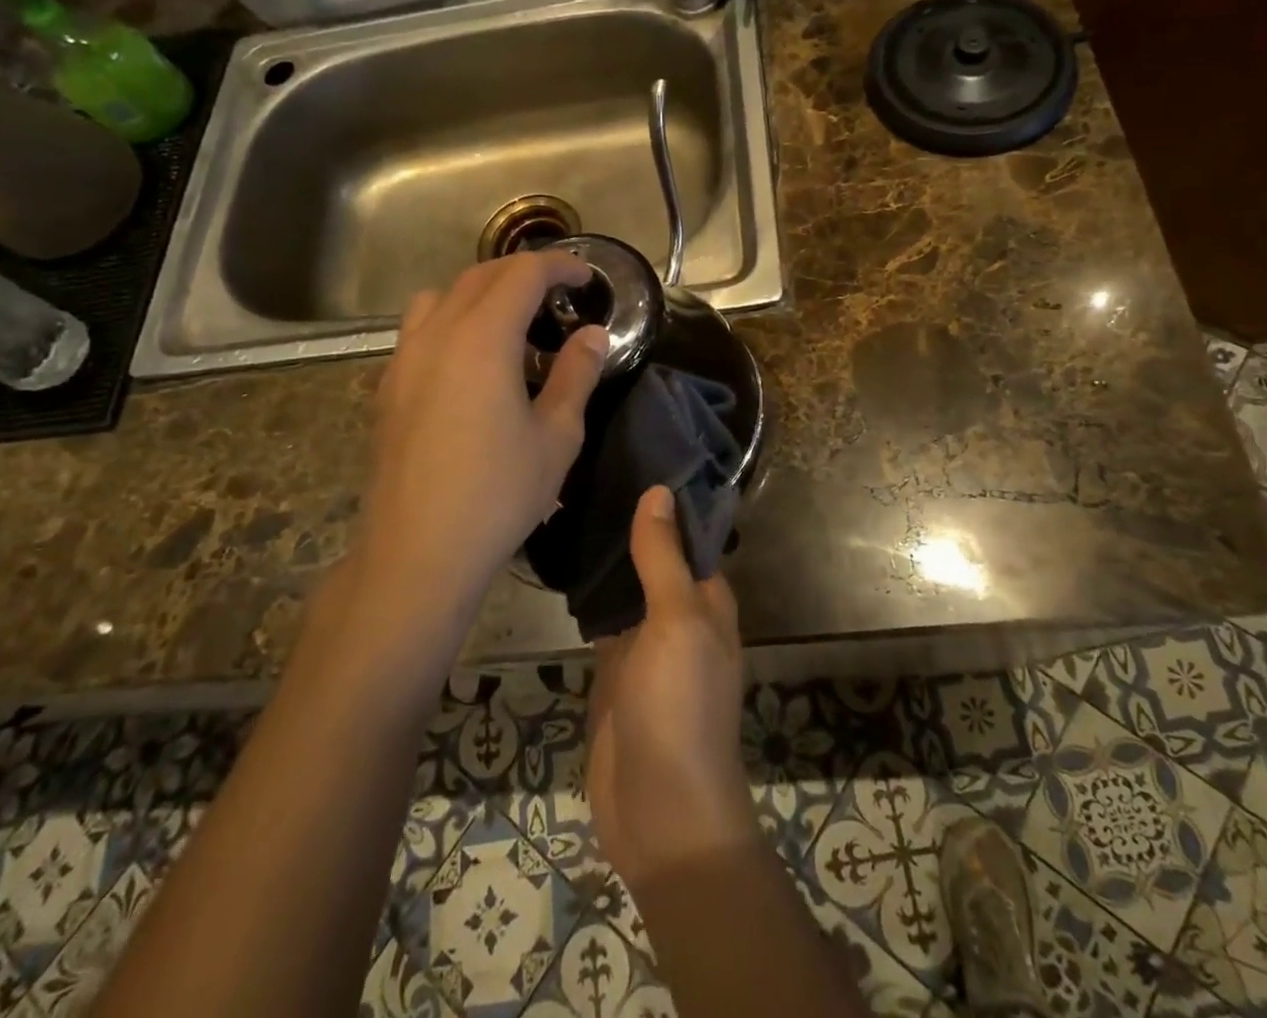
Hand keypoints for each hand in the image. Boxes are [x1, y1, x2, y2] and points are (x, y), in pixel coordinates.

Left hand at [359, 252, 607, 613]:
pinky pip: (419, 329)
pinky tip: (469, 361)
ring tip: (509, 320)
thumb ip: (577, 374)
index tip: (585, 276)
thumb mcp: (557, 435)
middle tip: (558, 292)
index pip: (522, 274)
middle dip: (522, 272)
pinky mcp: (388, 387)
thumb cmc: (499, 493)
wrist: (419, 551)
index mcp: (483, 339)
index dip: (558, 265)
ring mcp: (405, 360)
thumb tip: (592, 335)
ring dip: (480, 291)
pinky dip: (450, 320)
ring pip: (441, 296)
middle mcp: (438, 334)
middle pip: (480, 276)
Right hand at [588, 487, 759, 893]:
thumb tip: (660, 490)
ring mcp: (644, 643)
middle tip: (584, 471)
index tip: (629, 453)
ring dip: (605, 555)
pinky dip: (586, 595)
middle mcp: (679, 613)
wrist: (662, 813)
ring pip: (625, 585)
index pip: (687, 532)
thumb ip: (664, 558)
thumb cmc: (680, 707)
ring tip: (566, 503)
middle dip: (628, 521)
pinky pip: (601, 620)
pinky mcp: (613, 669)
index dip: (663, 497)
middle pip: (654, 555)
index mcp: (707, 597)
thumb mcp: (677, 623)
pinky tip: (559, 562)